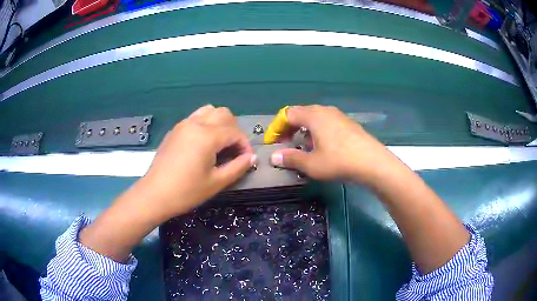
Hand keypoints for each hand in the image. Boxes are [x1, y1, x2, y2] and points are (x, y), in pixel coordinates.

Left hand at [139, 105, 255, 220]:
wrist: (155, 194)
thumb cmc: (187, 191)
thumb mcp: (216, 182)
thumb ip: (238, 167)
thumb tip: (251, 157)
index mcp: (207, 136)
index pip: (235, 132)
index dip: (245, 145)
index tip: (246, 159)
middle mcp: (196, 123)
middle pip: (224, 114)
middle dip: (234, 130)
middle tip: (233, 150)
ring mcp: (183, 124)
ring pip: (209, 111)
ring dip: (220, 123)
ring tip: (220, 143)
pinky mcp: (175, 130)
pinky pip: (196, 118)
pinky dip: (206, 124)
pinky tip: (203, 144)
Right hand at [270, 105, 400, 184]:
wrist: (373, 162)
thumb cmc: (339, 161)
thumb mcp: (312, 164)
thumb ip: (291, 158)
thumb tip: (274, 156)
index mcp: (313, 116)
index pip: (287, 114)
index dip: (277, 127)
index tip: (273, 142)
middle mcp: (325, 110)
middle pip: (301, 113)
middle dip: (289, 127)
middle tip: (285, 143)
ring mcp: (339, 115)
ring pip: (315, 117)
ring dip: (304, 129)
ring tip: (303, 145)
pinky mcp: (348, 123)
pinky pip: (327, 122)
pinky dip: (317, 130)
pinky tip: (322, 145)